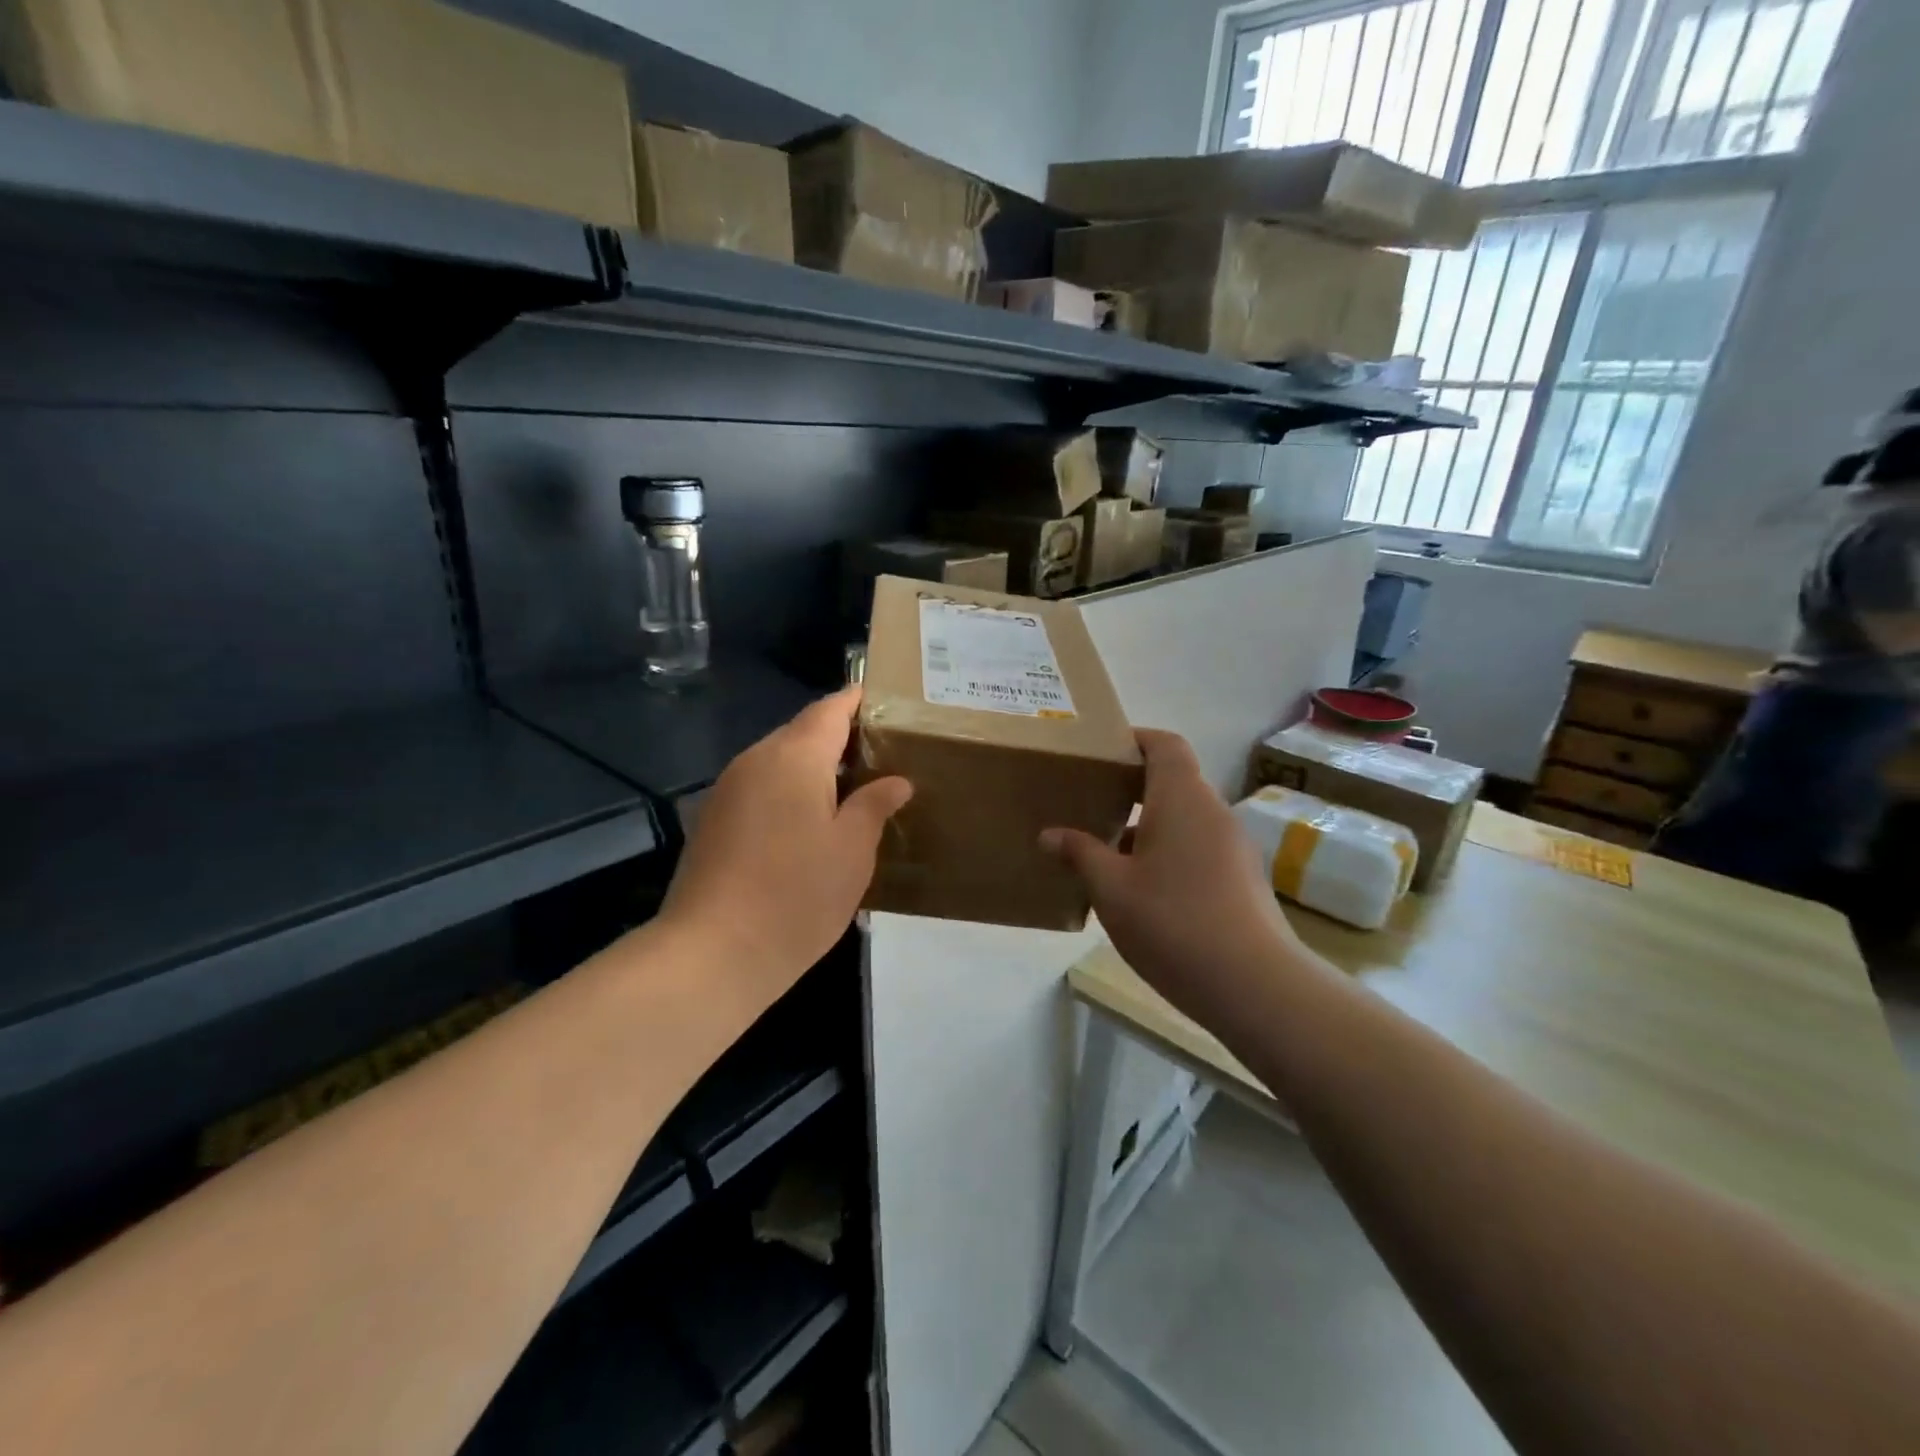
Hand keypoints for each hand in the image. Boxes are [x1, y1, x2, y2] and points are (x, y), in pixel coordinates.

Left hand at [662, 687, 910, 1005]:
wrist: (712, 953)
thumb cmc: (797, 895)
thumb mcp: (852, 850)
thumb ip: (874, 806)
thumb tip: (896, 781)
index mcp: (794, 756)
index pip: (830, 709)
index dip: (858, 701)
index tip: (887, 703)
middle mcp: (755, 760)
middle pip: (802, 732)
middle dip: (840, 738)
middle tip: (882, 756)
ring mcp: (728, 789)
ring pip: (779, 761)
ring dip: (814, 768)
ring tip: (853, 791)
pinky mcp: (713, 820)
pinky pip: (761, 788)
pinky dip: (789, 792)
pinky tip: (811, 824)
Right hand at [1041, 729, 1302, 1029]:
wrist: (1254, 985)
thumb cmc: (1173, 922)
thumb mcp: (1111, 888)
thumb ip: (1080, 854)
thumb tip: (1049, 835)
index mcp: (1182, 798)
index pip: (1164, 744)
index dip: (1134, 740)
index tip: (1101, 753)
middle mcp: (1212, 812)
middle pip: (1173, 781)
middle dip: (1132, 788)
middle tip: (1091, 803)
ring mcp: (1233, 847)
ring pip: (1184, 819)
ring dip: (1148, 827)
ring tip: (1107, 852)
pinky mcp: (1242, 879)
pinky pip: (1198, 848)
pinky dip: (1168, 853)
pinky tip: (1141, 891)